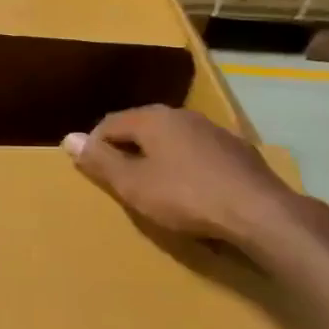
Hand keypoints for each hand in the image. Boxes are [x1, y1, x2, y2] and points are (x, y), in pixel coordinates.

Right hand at [63, 105, 310, 252]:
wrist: (260, 213)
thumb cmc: (186, 197)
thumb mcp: (133, 185)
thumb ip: (100, 161)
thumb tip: (68, 138)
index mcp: (153, 118)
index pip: (110, 123)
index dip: (95, 146)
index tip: (92, 173)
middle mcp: (182, 115)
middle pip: (142, 128)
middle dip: (127, 151)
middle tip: (120, 181)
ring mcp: (214, 131)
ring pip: (172, 140)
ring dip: (157, 158)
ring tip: (153, 187)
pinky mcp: (238, 151)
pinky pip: (197, 154)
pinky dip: (185, 167)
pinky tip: (191, 191)